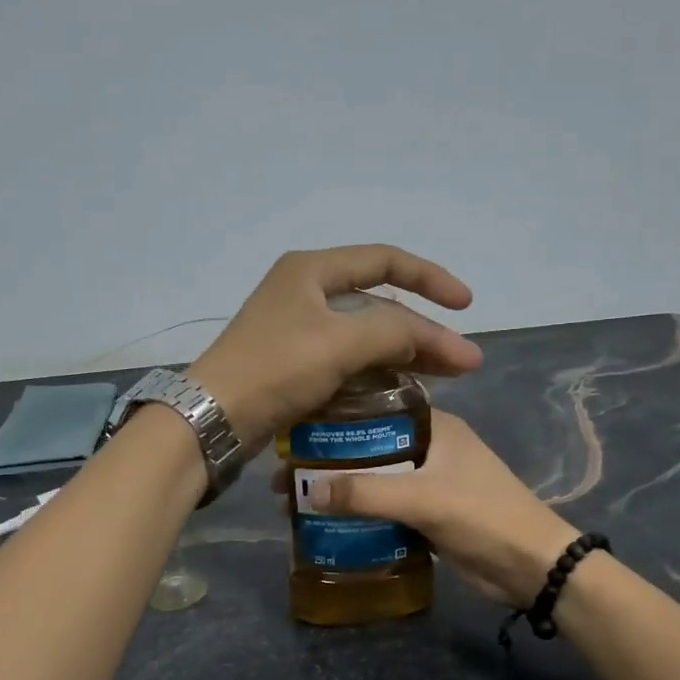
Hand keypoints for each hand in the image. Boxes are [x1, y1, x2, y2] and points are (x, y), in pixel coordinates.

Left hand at [189, 246, 481, 449]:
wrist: (215, 418)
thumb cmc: (276, 369)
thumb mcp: (340, 343)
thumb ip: (394, 333)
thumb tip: (432, 337)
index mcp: (312, 271)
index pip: (385, 261)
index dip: (430, 279)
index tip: (465, 306)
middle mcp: (306, 292)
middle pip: (379, 303)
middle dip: (424, 330)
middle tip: (462, 360)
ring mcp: (299, 330)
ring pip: (366, 335)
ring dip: (406, 353)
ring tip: (447, 377)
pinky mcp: (295, 364)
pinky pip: (350, 359)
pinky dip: (379, 370)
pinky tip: (405, 388)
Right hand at [299, 410, 579, 606]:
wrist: (531, 567)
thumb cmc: (483, 516)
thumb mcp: (423, 498)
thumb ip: (366, 493)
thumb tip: (307, 490)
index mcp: (435, 425)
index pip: (376, 406)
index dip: (334, 417)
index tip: (294, 430)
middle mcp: (430, 446)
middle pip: (368, 445)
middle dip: (328, 460)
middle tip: (284, 476)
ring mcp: (429, 481)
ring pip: (374, 478)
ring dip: (340, 488)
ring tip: (292, 500)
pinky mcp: (428, 513)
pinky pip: (384, 506)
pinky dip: (358, 512)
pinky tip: (324, 522)